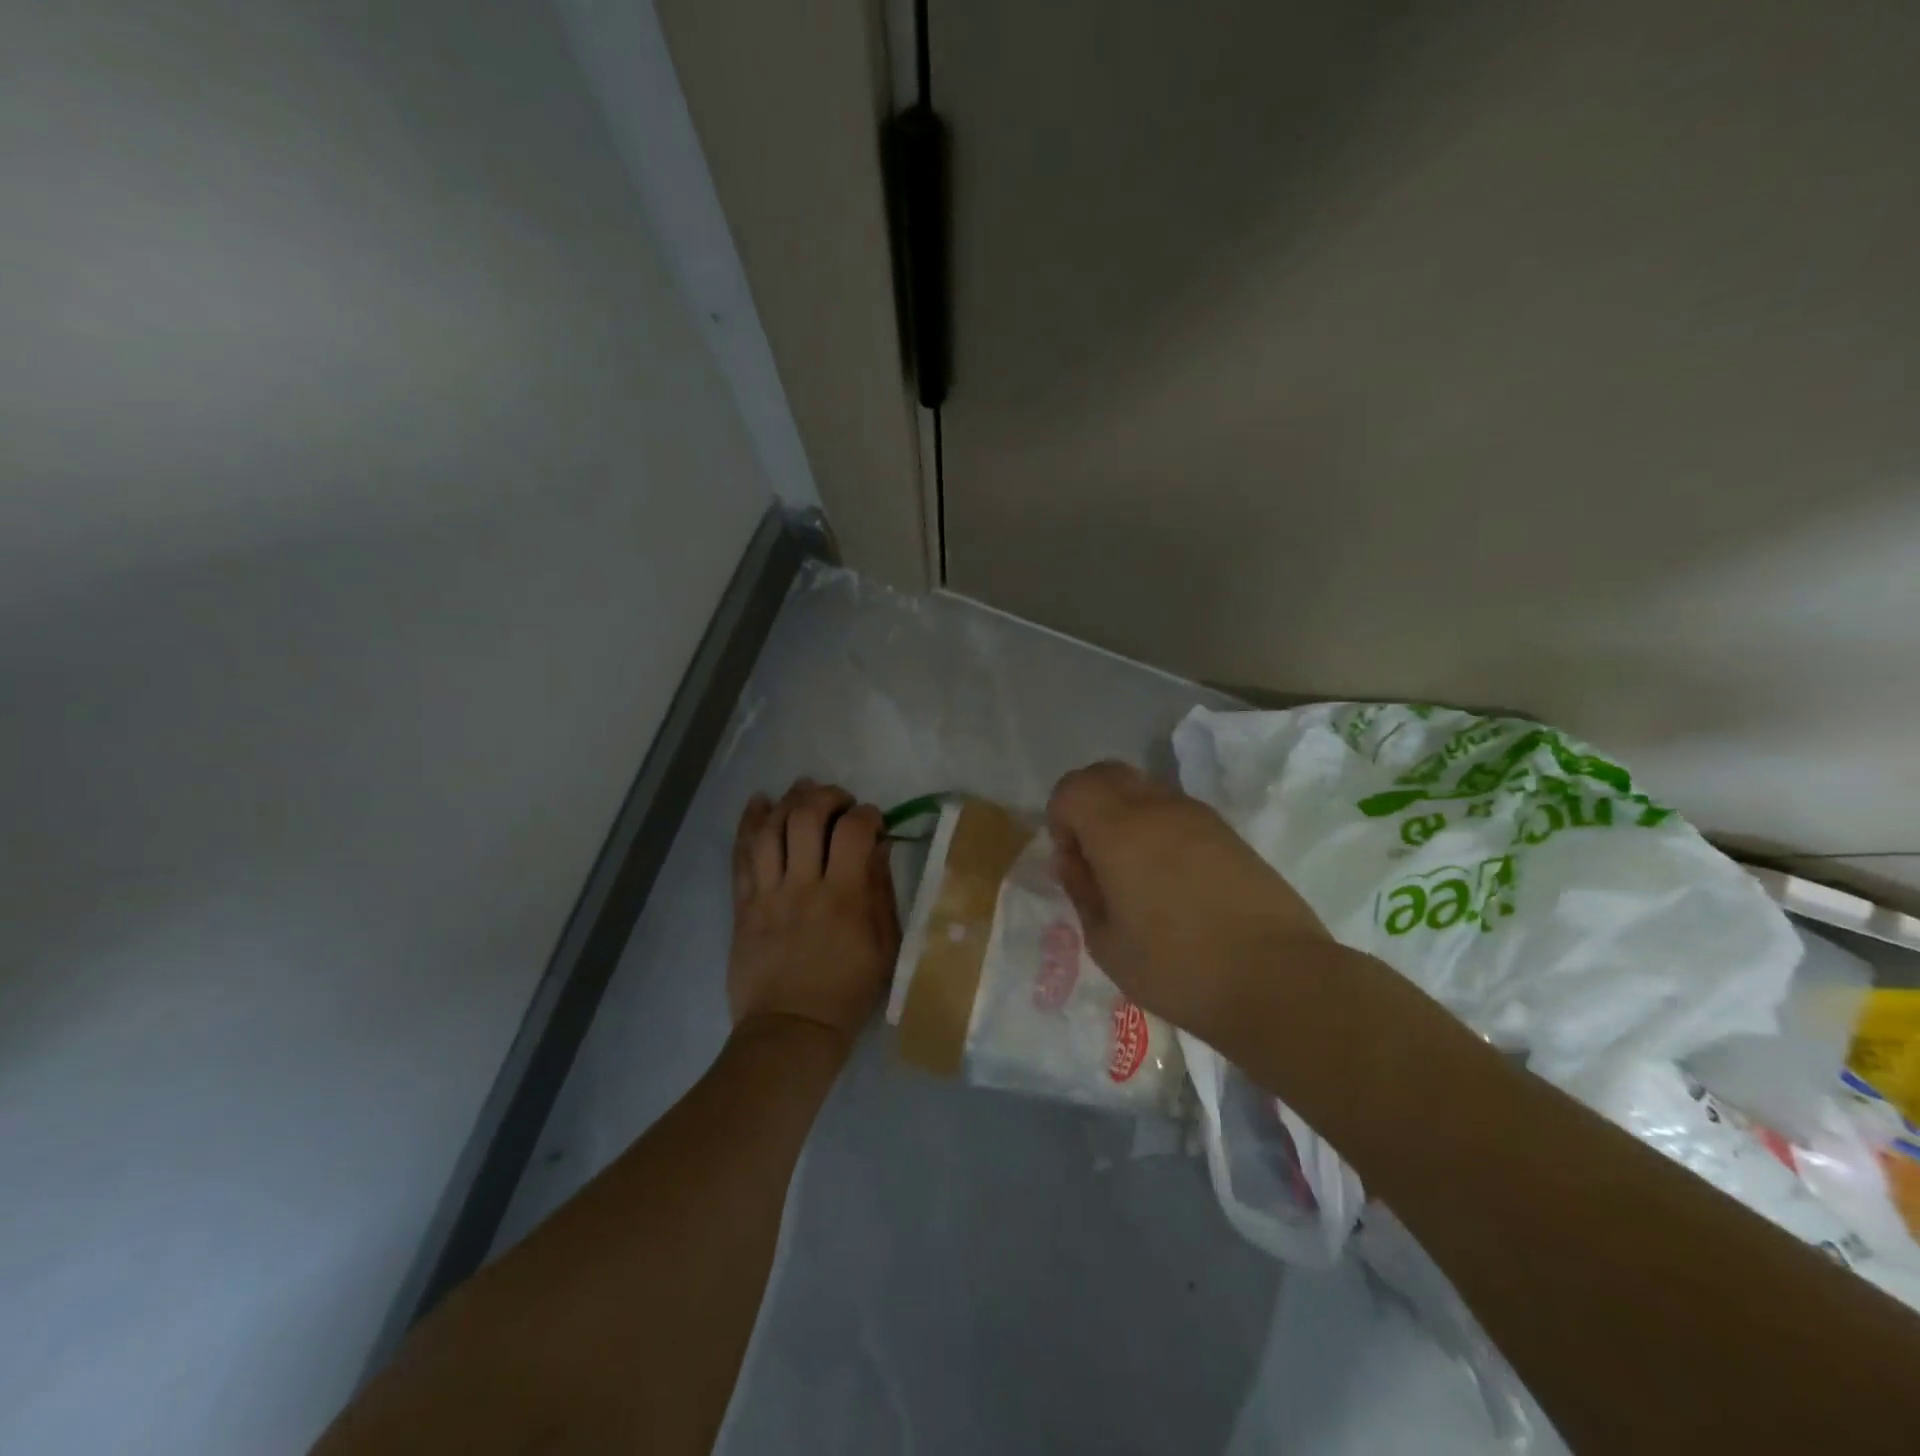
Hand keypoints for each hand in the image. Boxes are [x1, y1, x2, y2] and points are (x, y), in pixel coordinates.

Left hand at [729, 779, 899, 1050]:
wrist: (791, 1030)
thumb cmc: (847, 992)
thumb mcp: (885, 946)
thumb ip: (881, 892)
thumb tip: (878, 847)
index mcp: (844, 897)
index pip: (853, 831)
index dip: (866, 813)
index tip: (872, 819)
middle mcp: (803, 886)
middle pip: (806, 818)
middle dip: (826, 797)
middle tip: (839, 801)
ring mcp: (768, 894)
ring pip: (770, 829)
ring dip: (788, 801)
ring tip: (802, 790)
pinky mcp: (743, 905)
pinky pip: (741, 856)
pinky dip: (749, 823)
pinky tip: (759, 802)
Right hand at [1047, 761, 1331, 1044]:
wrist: (1277, 980)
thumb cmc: (1177, 968)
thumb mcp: (1106, 942)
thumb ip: (1081, 890)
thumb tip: (1073, 859)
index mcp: (1119, 829)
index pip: (1073, 787)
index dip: (1060, 818)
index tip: (1073, 862)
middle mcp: (1158, 808)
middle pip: (1107, 774)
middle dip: (1088, 804)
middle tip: (1094, 858)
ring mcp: (1198, 816)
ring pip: (1145, 790)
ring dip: (1125, 816)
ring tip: (1135, 874)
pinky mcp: (1228, 833)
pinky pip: (1177, 812)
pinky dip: (1158, 829)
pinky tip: (1172, 881)